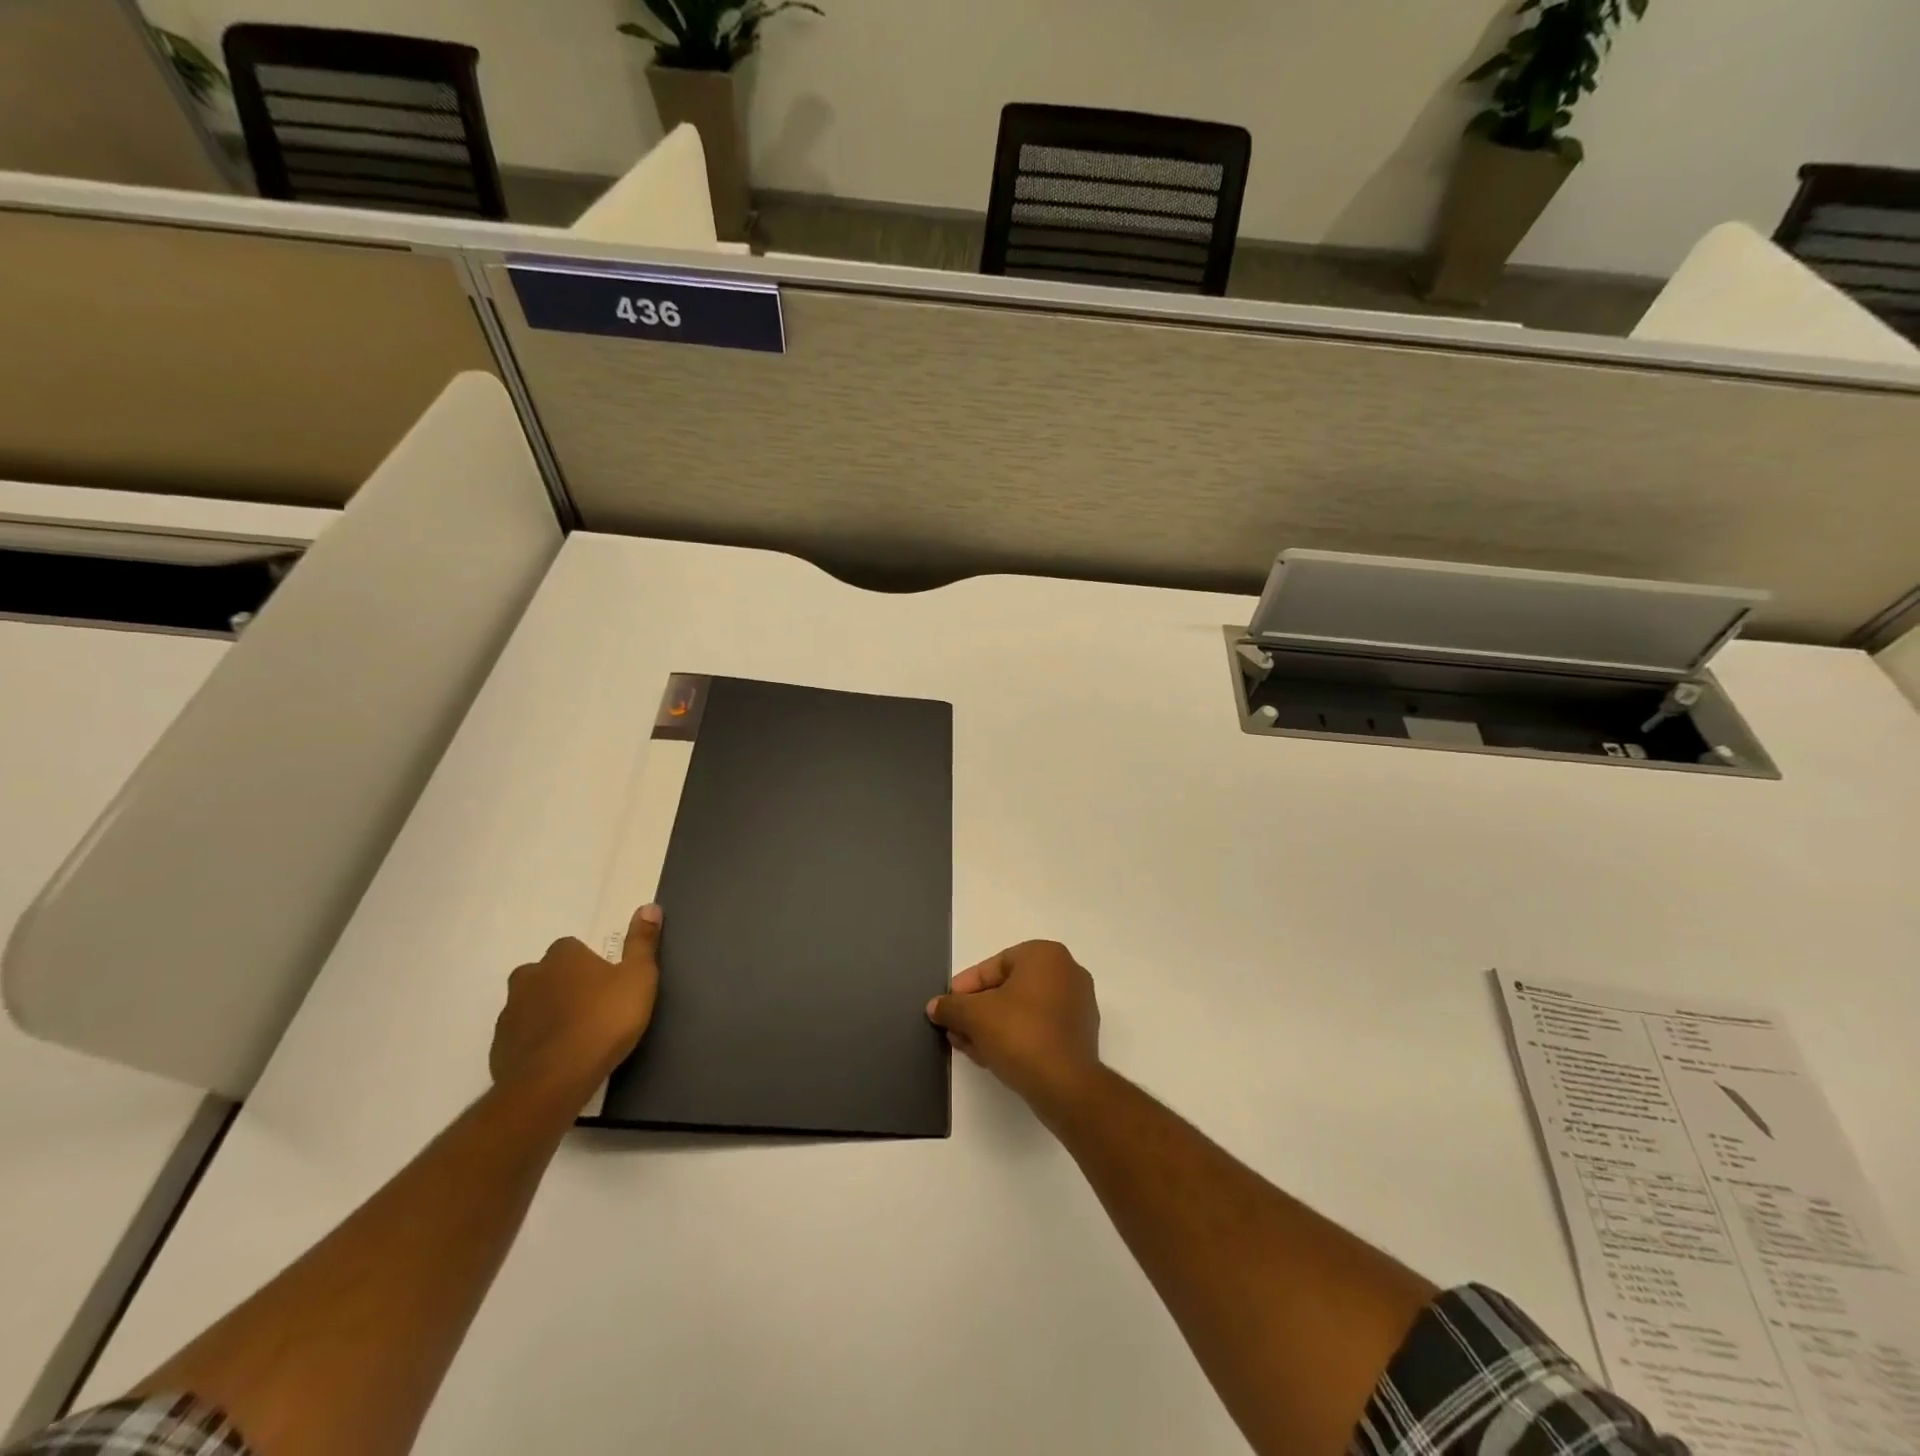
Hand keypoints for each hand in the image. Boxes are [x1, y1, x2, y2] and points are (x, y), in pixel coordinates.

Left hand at [490, 904, 661, 1108]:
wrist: (555, 1080)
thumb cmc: (604, 1020)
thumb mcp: (638, 977)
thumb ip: (642, 942)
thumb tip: (649, 906)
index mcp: (562, 957)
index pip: (572, 948)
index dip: (589, 964)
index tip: (606, 983)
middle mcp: (529, 977)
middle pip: (546, 974)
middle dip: (563, 985)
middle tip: (590, 1008)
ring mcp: (510, 1013)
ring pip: (530, 1005)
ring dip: (547, 1013)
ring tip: (574, 1036)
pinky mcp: (499, 1048)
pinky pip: (520, 1037)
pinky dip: (535, 1042)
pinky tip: (556, 1058)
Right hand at [927, 940, 1100, 1112]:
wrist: (1065, 1085)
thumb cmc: (1020, 1034)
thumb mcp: (974, 1016)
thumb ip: (951, 1006)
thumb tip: (935, 1006)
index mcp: (1046, 955)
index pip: (994, 965)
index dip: (965, 987)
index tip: (948, 1007)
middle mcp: (1067, 972)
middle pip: (1009, 988)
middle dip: (978, 1010)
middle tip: (955, 1028)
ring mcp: (1078, 1004)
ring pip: (1023, 1010)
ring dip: (992, 1026)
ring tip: (967, 1046)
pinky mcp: (1080, 1035)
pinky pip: (1039, 1027)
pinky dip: (1015, 1037)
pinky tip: (991, 1056)